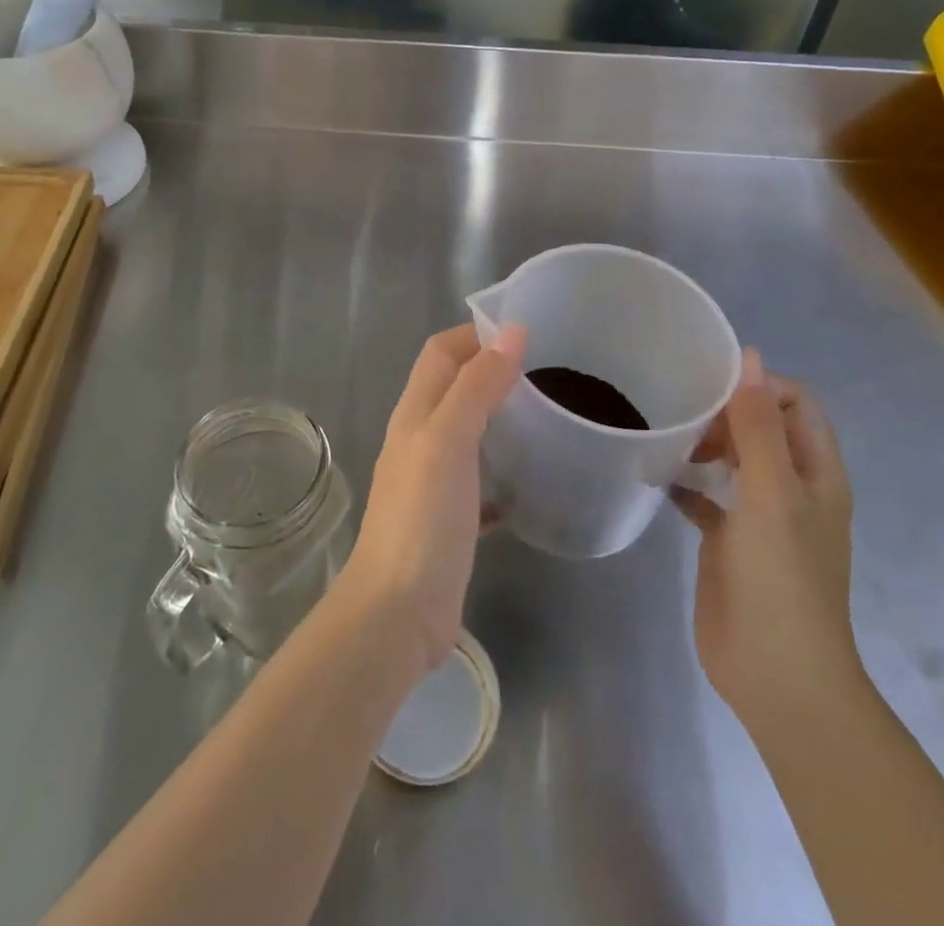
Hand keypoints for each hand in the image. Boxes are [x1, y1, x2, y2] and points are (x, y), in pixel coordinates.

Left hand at [340, 323, 525, 672]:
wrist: (397, 612)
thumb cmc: (422, 517)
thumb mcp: (449, 440)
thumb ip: (477, 385)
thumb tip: (511, 331)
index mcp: (415, 413)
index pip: (441, 353)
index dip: (474, 333)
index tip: (524, 332)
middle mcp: (419, 439)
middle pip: (453, 387)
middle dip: (491, 370)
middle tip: (546, 372)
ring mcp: (431, 481)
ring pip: (466, 432)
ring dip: (498, 417)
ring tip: (546, 416)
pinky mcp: (448, 519)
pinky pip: (478, 480)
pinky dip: (501, 471)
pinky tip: (530, 481)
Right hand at [673, 350, 864, 735]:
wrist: (776, 675)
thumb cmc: (781, 579)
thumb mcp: (771, 494)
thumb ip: (758, 426)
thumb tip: (750, 356)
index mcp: (816, 473)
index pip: (795, 403)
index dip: (759, 385)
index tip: (710, 386)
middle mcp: (792, 488)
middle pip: (762, 427)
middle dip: (725, 411)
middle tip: (683, 413)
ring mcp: (760, 517)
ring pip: (733, 460)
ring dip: (704, 443)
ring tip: (666, 435)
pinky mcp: (729, 542)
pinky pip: (706, 497)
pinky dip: (686, 482)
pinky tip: (656, 476)